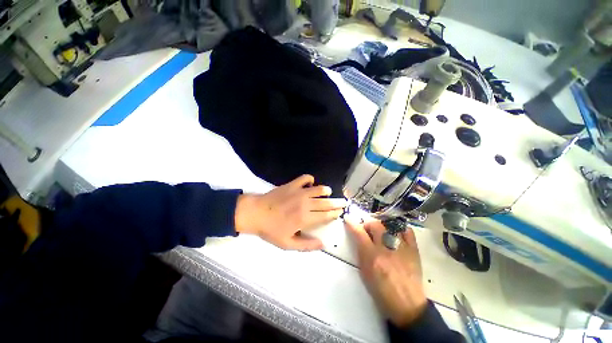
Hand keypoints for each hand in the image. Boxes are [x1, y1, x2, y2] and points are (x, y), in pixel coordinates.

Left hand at [235, 175, 346, 250]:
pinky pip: (305, 178)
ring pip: (318, 189)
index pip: (325, 215)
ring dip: (326, 190)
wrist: (255, 213)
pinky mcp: (292, 185)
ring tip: (329, 192)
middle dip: (336, 203)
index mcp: (305, 219)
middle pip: (326, 203)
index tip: (340, 212)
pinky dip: (310, 179)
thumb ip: (306, 245)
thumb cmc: (271, 229)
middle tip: (343, 202)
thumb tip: (322, 244)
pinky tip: (310, 183)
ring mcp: (299, 192)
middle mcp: (305, 204)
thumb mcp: (287, 244)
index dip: (334, 214)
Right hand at [345, 217, 426, 326]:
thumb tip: (359, 239)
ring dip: (382, 226)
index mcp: (372, 257)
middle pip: (375, 225)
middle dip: (368, 225)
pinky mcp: (414, 250)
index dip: (352, 224)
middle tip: (367, 231)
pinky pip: (407, 231)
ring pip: (390, 225)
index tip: (348, 219)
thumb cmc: (381, 292)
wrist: (407, 305)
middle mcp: (386, 249)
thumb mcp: (364, 273)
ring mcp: (401, 248)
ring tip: (381, 232)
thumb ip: (361, 253)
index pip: (359, 233)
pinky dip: (400, 228)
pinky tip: (395, 232)